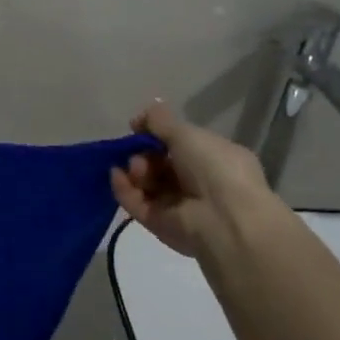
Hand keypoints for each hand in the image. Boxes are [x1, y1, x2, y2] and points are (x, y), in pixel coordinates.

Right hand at [110, 100, 280, 271]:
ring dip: (136, 171)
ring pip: (147, 183)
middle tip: (141, 154)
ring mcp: (179, 205)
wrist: (224, 219)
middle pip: (159, 163)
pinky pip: (136, 203)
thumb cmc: (213, 168)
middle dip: (144, 154)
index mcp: (213, 158)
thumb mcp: (186, 133)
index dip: (157, 135)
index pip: (179, 144)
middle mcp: (197, 182)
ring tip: (137, 169)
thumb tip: (142, 115)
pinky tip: (116, 175)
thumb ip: (160, 121)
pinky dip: (124, 189)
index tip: (139, 128)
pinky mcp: (160, 225)